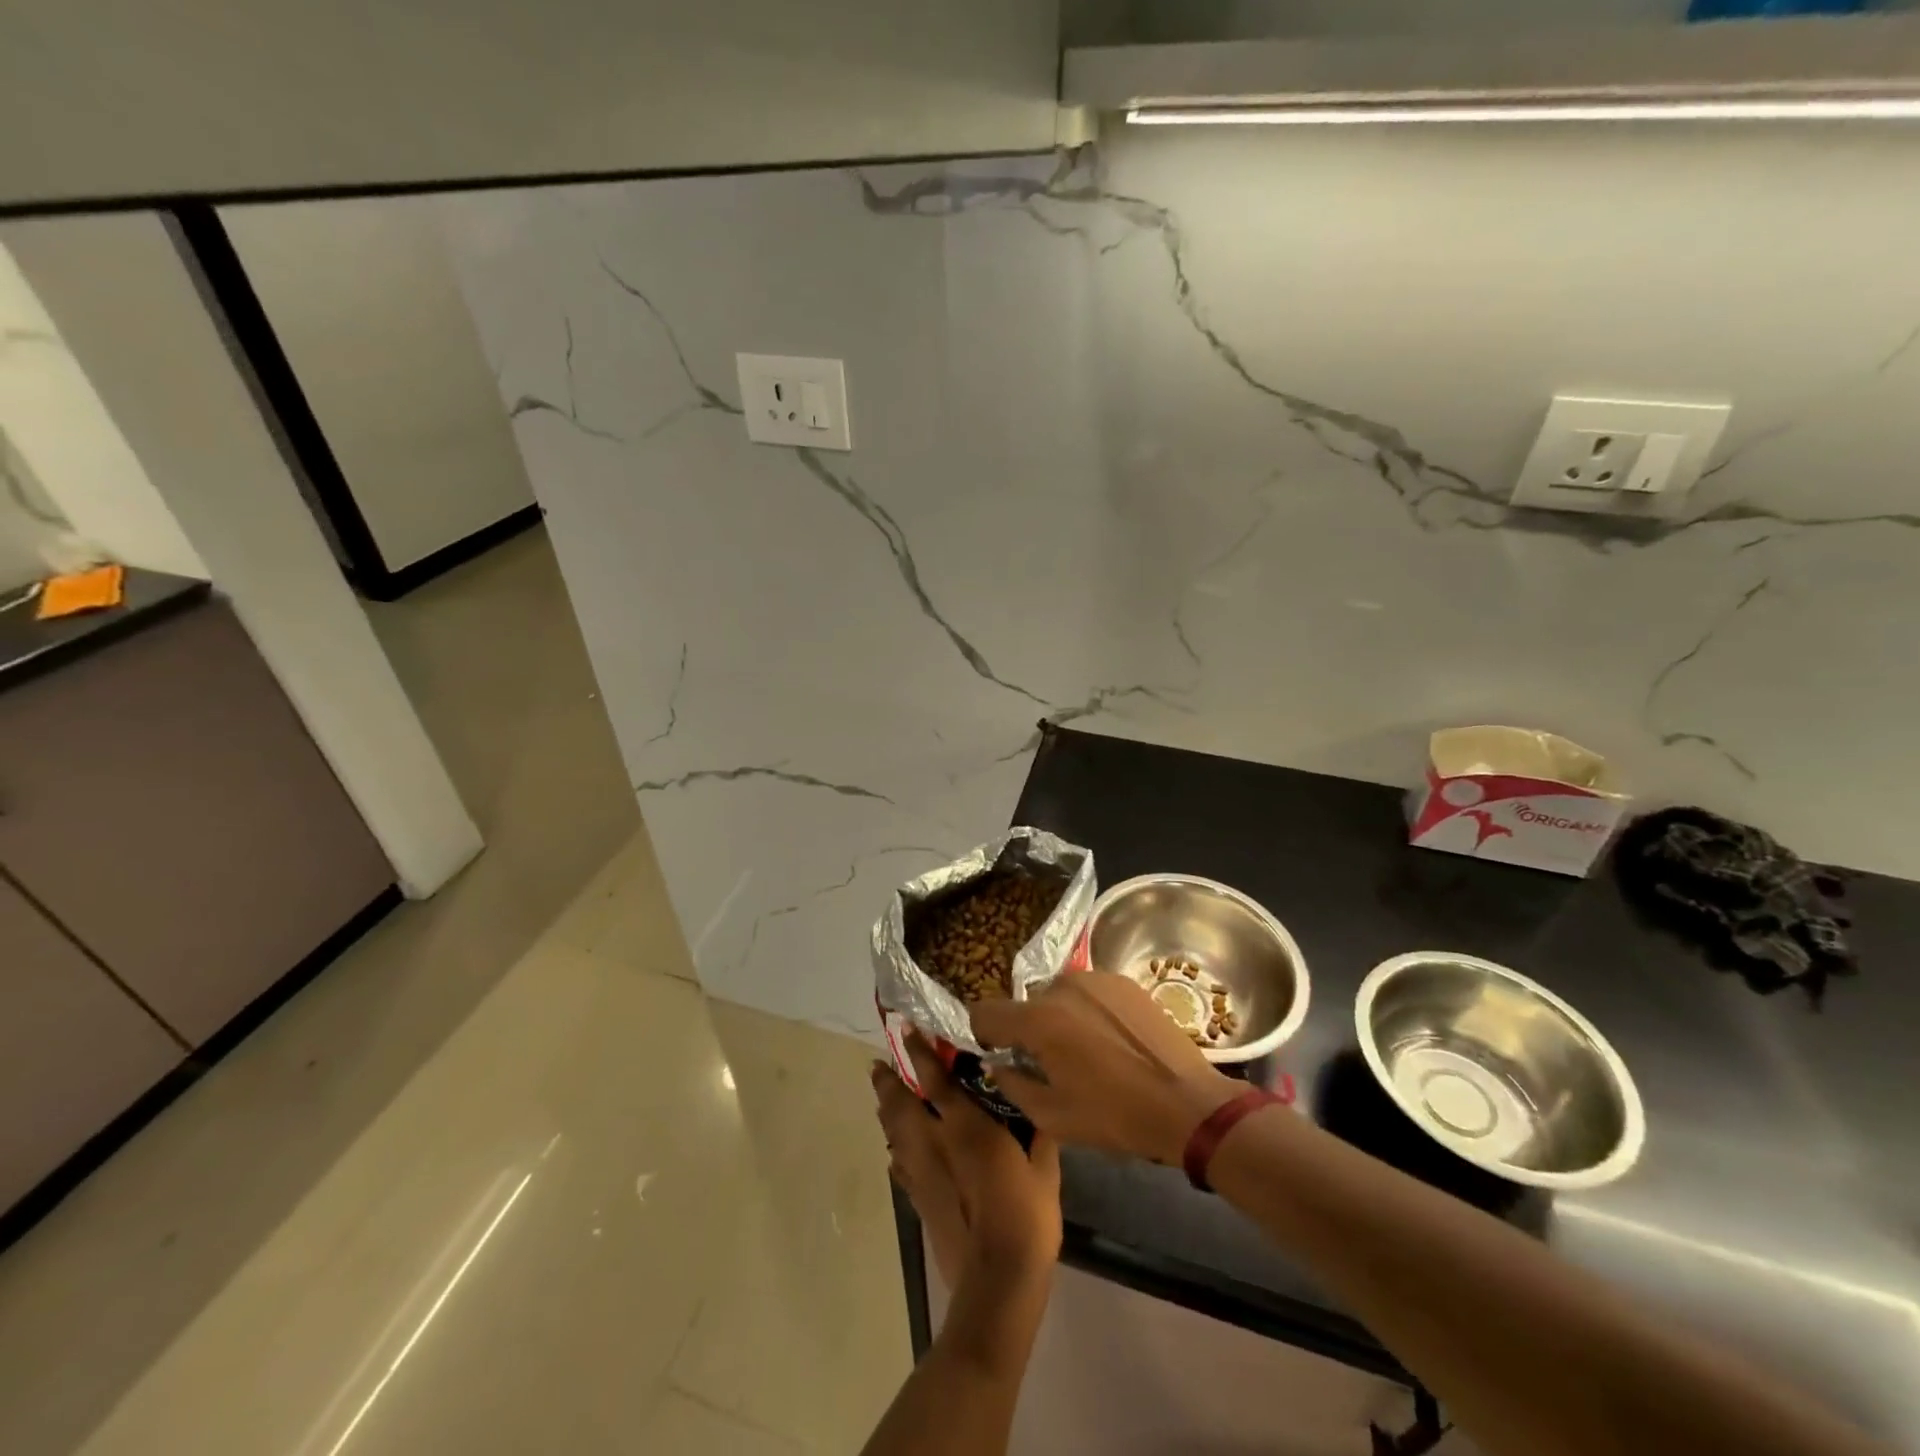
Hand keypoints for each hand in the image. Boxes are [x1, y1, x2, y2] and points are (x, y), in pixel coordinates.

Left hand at [871, 1033, 1061, 1290]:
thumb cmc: (1025, 1217)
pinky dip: (895, 1151)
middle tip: (878, 1065)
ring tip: (882, 1098)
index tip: (905, 1030)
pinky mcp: (918, 1201)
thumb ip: (1038, 1131)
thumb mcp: (1044, 1168)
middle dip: (887, 1081)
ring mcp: (921, 1173)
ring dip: (886, 1111)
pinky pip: (899, 1166)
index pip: (935, 1078)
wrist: (997, 1281)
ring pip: (894, 1133)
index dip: (919, 1051)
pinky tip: (896, 1151)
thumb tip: (1036, 1104)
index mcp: (965, 1126)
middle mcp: (934, 1142)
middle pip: (900, 1104)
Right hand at [969, 972, 1240, 1165]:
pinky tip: (1110, 1041)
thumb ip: (1012, 1084)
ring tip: (1085, 1052)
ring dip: (1059, 1018)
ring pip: (1058, 995)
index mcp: (1039, 1019)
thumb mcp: (1052, 1116)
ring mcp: (1096, 979)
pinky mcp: (1123, 981)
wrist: (1188, 1104)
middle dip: (1027, 1030)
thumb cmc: (1115, 1116)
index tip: (996, 1054)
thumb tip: (996, 1064)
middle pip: (1025, 1004)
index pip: (985, 1011)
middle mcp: (1062, 986)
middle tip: (1048, 1063)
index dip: (982, 1033)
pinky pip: (1089, 993)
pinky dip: (1088, 1012)